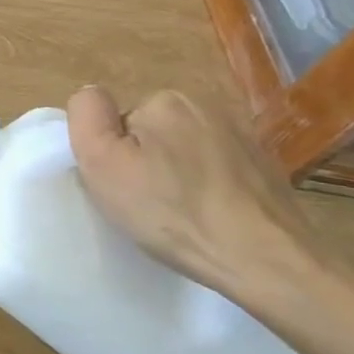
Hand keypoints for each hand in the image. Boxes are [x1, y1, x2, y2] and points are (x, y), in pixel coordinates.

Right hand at [67, 86, 322, 309]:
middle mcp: (206, 105)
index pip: (120, 123)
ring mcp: (242, 134)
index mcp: (164, 100)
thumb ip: (87, 116)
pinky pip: (218, 168)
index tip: (126, 187)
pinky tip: (214, 216)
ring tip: (185, 215)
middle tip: (151, 204)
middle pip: (153, 133)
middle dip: (148, 162)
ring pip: (186, 151)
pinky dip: (211, 187)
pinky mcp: (266, 164)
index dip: (116, 156)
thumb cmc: (172, 212)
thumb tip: (92, 94)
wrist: (266, 259)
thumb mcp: (103, 163)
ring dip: (180, 174)